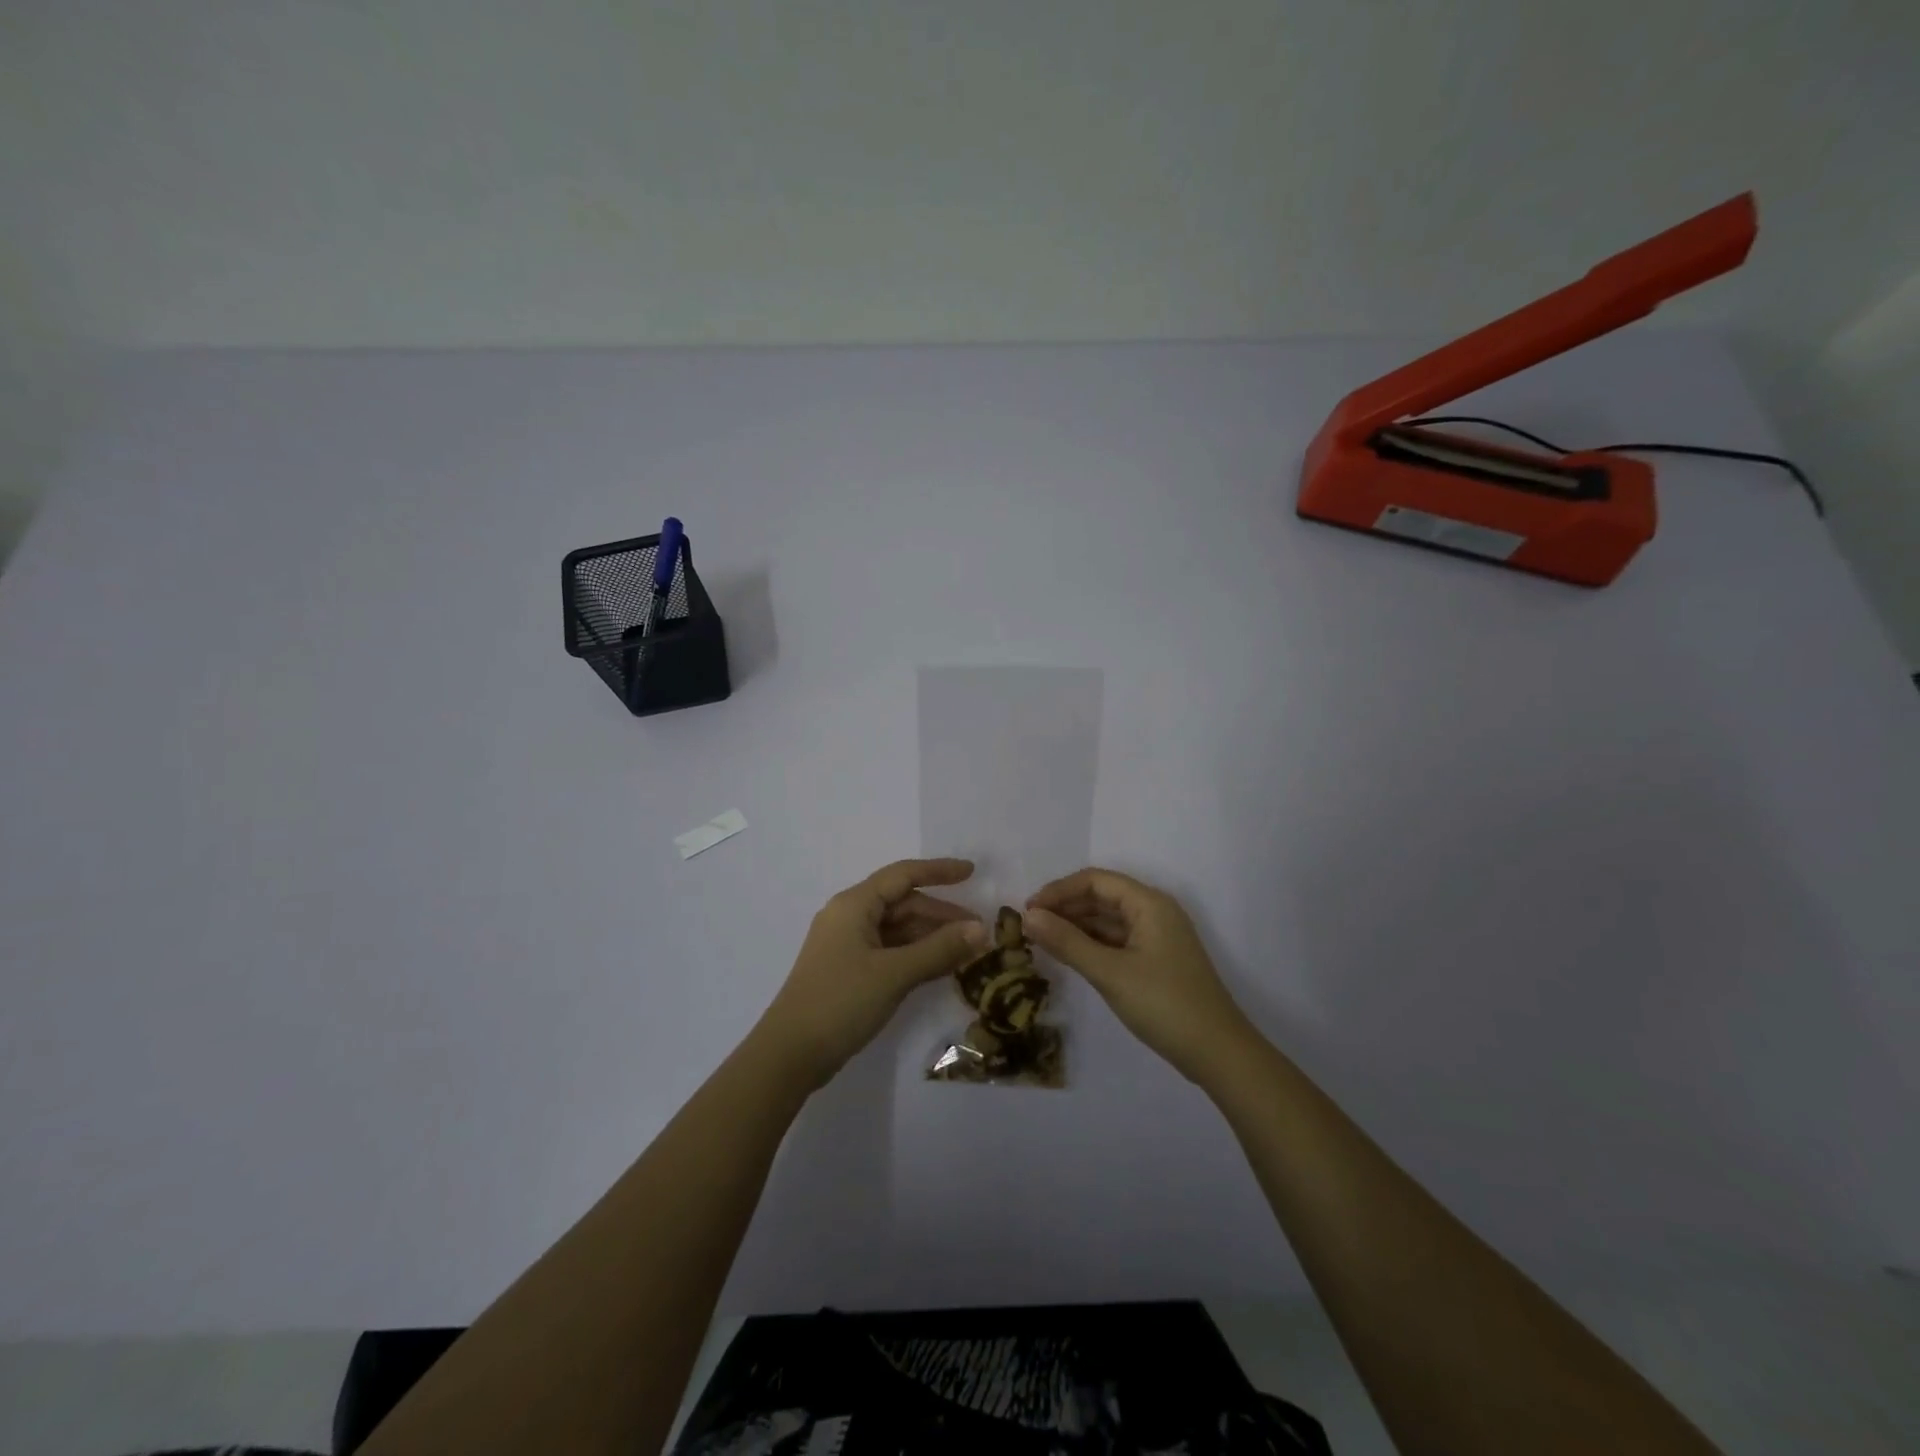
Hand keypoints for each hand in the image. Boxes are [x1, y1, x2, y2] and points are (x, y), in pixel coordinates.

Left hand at [757, 859, 987, 1087]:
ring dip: (932, 938)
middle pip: (903, 904)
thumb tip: (981, 929)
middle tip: (979, 932)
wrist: (790, 1054)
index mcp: (854, 905)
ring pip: (898, 930)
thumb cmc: (841, 1001)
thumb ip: (939, 949)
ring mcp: (848, 945)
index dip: (939, 871)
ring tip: (968, 952)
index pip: (903, 875)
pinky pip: (891, 951)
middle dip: (941, 915)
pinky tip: (942, 968)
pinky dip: (917, 956)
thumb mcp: (895, 974)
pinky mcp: (850, 971)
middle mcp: (850, 917)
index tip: (972, 872)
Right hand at [1025, 868, 1255, 1082]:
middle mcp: (1154, 912)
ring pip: (1108, 920)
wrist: (1218, 1053)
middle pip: (1101, 897)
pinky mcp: (1156, 960)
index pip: (1095, 881)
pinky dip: (1091, 944)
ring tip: (1041, 941)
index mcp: (1149, 903)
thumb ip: (1067, 942)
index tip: (1027, 910)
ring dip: (1076, 926)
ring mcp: (1157, 937)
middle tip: (1028, 927)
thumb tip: (1027, 916)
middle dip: (1065, 908)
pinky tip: (1069, 956)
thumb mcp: (1109, 972)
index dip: (1059, 891)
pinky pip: (1117, 941)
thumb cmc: (1164, 1004)